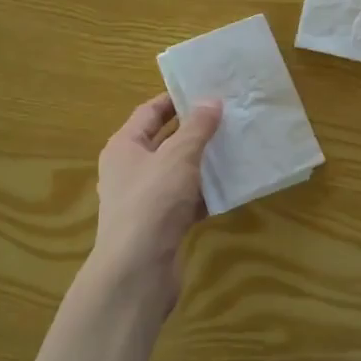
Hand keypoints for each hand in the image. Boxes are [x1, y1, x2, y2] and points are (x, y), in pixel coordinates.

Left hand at [89, 93, 221, 306]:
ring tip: (236, 146)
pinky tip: (231, 187)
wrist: (137, 271)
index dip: (175, 99)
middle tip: (228, 116)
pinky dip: (205, 193)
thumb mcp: (177, 156)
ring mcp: (145, 200)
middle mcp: (130, 170)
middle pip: (165, 140)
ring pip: (178, 172)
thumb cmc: (152, 202)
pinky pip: (186, 200)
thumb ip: (196, 128)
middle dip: (195, 130)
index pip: (149, 112)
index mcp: (124, 146)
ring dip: (204, 162)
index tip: (206, 89)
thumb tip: (211, 100)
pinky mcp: (161, 225)